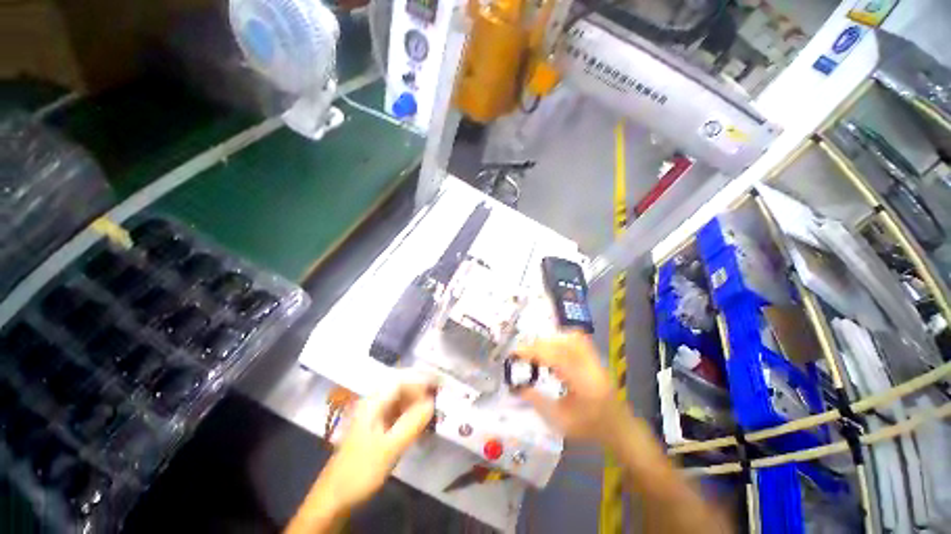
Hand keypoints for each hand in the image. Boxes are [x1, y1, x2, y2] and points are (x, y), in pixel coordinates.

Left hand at [313, 381, 435, 513]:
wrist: (333, 498)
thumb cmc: (360, 471)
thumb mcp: (389, 448)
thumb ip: (411, 423)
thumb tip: (432, 402)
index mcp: (373, 403)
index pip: (401, 380)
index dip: (420, 379)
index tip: (439, 385)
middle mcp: (373, 403)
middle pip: (401, 387)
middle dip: (421, 389)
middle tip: (440, 395)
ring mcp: (374, 416)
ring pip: (400, 400)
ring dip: (417, 401)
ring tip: (434, 408)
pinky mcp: (376, 428)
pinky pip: (397, 413)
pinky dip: (410, 414)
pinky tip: (420, 423)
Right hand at [514, 332, 627, 444]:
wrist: (619, 427)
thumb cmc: (590, 428)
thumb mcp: (561, 421)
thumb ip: (538, 402)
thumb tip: (517, 387)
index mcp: (584, 385)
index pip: (557, 358)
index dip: (534, 352)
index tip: (516, 352)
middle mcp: (591, 367)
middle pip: (563, 344)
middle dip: (539, 344)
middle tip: (524, 352)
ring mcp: (595, 360)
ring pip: (572, 338)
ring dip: (550, 340)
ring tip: (537, 350)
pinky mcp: (595, 357)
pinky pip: (578, 340)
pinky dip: (561, 339)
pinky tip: (552, 349)